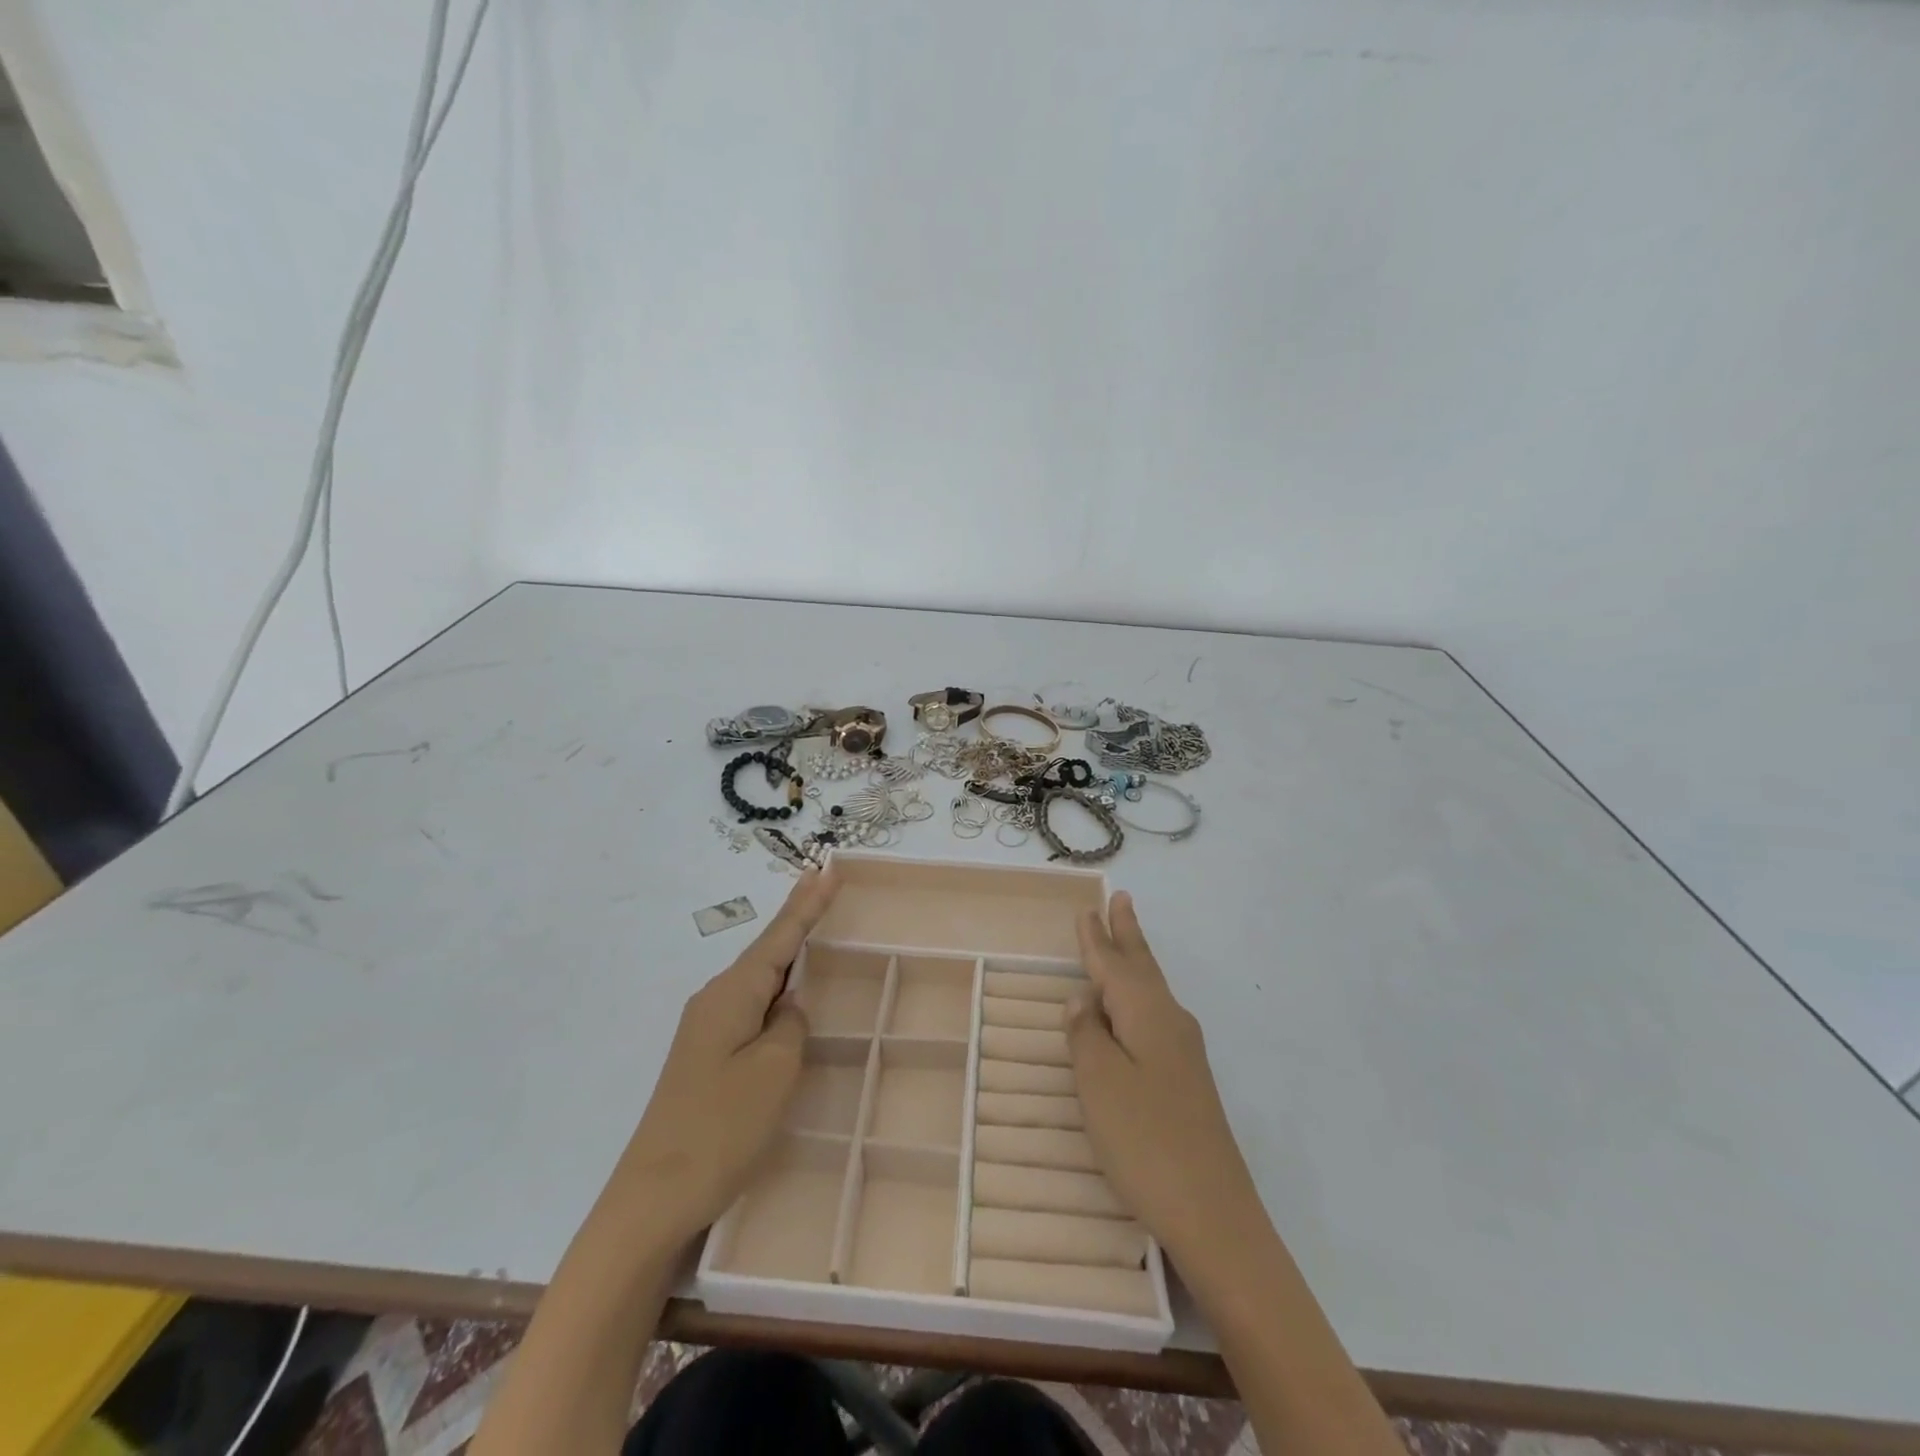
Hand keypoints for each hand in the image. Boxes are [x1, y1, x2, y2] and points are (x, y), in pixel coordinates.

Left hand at [611, 869, 837, 1244]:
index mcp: (732, 994)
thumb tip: (789, 1009)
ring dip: (787, 954)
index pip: (779, 937)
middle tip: (823, 884)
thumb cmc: (720, 1129)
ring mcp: (707, 1030)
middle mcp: (715, 1001)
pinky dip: (775, 990)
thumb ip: (791, 1026)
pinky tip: (787, 996)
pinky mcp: (707, 1057)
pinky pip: (751, 1008)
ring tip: (812, 927)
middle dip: (796, 919)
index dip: (807, 904)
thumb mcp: (774, 1071)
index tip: (826, 868)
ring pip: (759, 980)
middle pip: (766, 951)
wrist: (653, 1198)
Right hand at [1066, 892, 1266, 1275]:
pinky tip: (1135, 1010)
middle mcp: (1171, 1023)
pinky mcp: (1188, 1081)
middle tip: (1121, 899)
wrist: (1214, 1214)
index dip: (1096, 939)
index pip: (1114, 966)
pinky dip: (1139, 998)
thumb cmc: (1145, 1141)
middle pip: (1143, 968)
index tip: (1087, 908)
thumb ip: (1086, 1035)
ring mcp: (1184, 1054)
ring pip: (1152, 992)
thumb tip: (1082, 998)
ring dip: (1136, 962)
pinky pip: (1156, 1018)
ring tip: (1124, 939)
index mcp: (1147, 1015)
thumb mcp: (1100, 1084)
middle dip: (1128, 934)